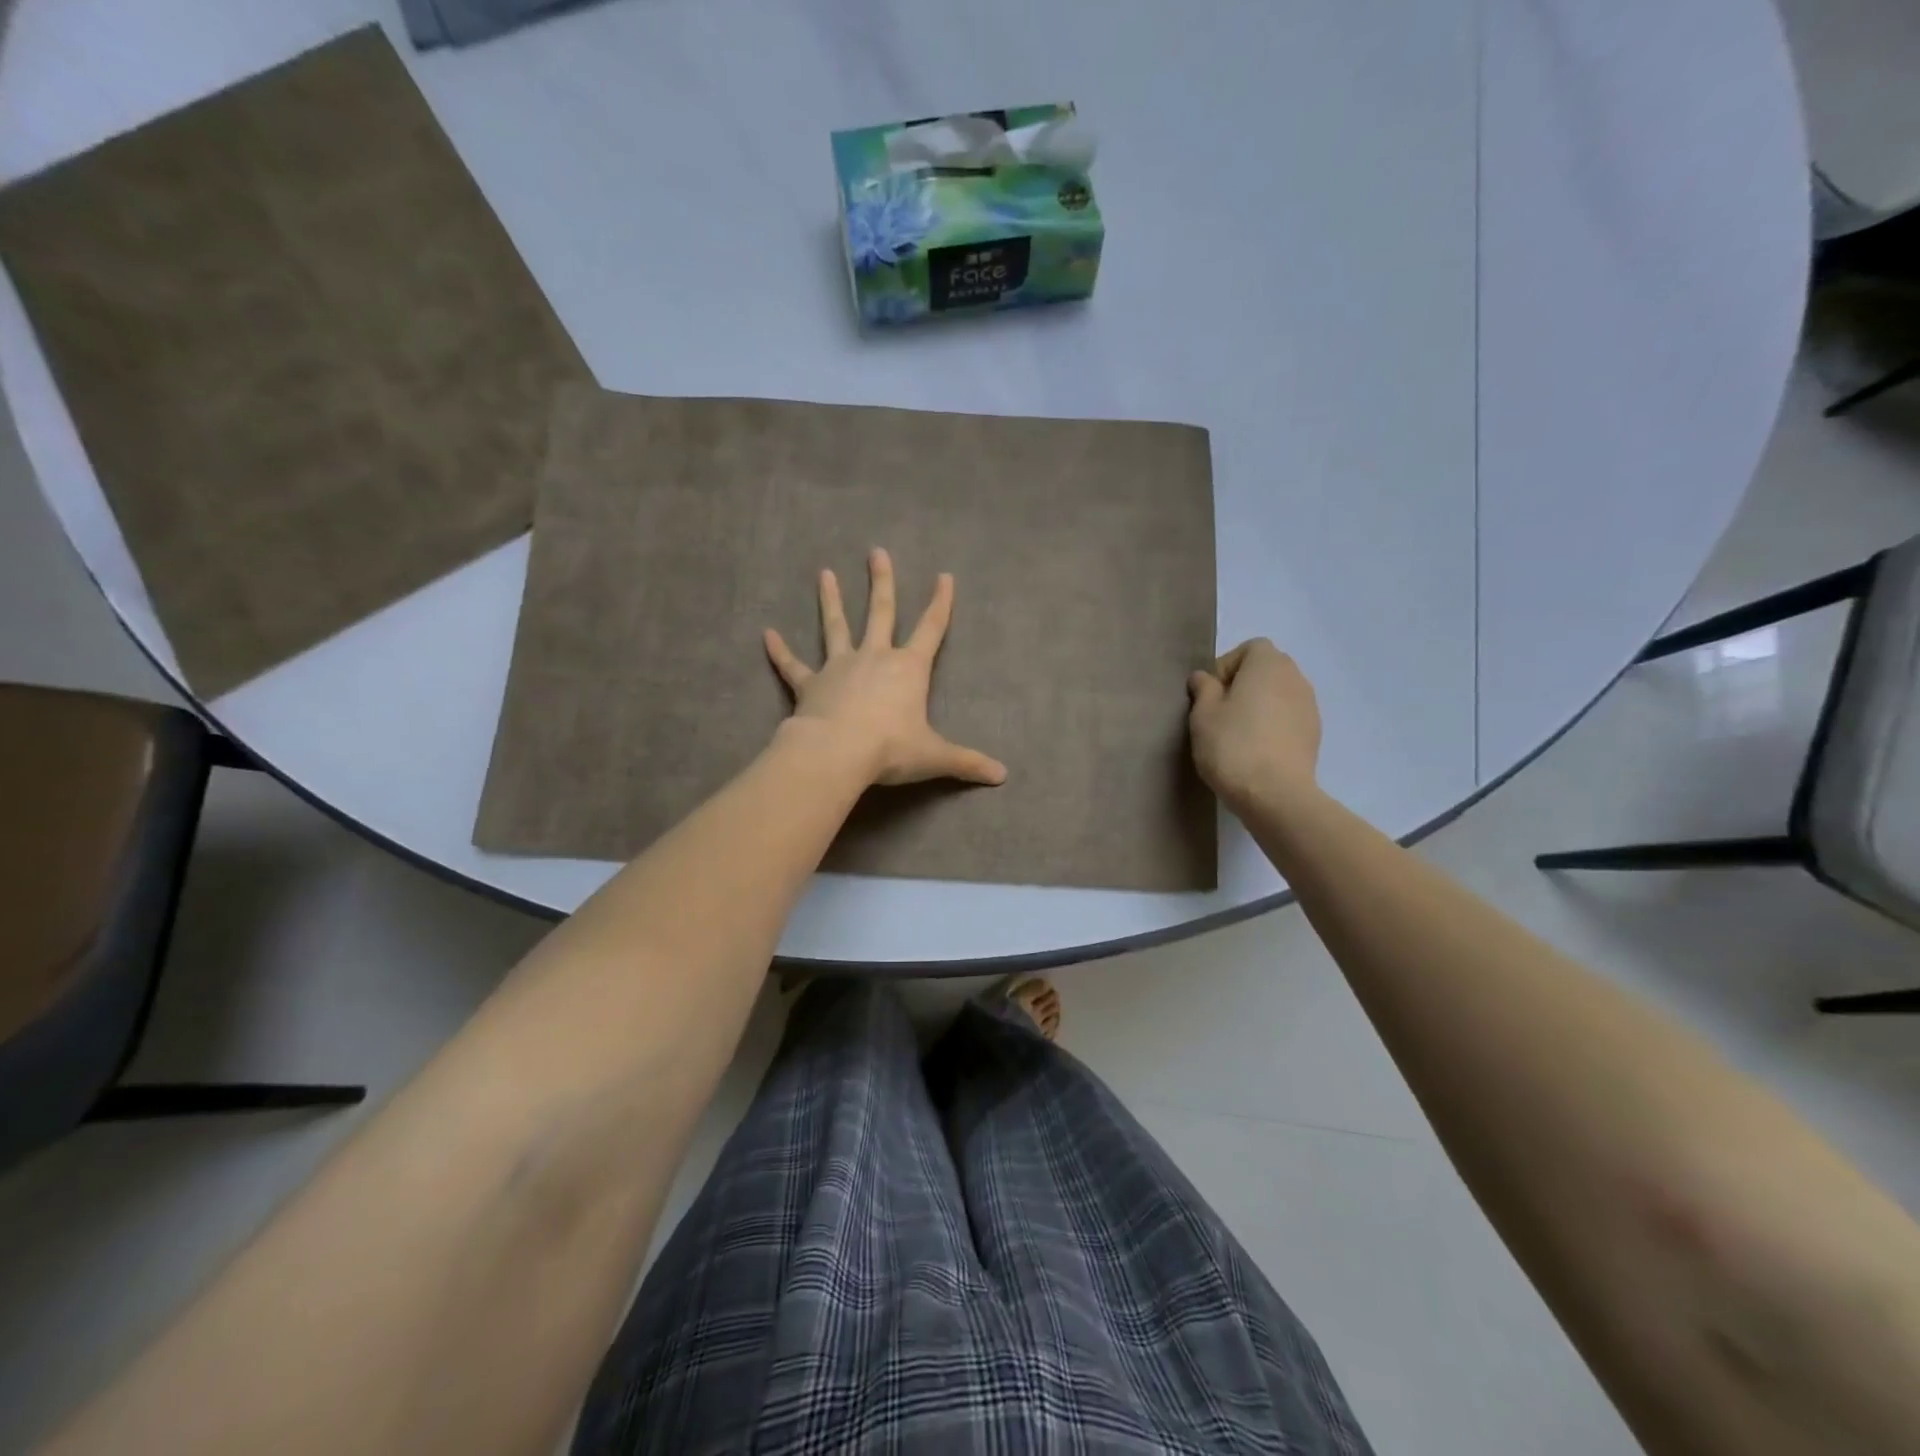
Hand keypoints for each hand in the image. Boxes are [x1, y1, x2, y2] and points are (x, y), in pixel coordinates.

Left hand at [765, 548, 1007, 788]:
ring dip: (829, 600)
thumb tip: (1002, 775)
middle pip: (880, 612)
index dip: (940, 603)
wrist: (837, 753)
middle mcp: (874, 658)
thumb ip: (967, 762)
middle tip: (876, 552)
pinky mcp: (810, 685)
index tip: (944, 576)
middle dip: (881, 582)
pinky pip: (793, 666)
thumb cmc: (891, 749)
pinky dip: (780, 651)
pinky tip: (767, 635)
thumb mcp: (935, 756)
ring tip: (824, 573)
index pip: (931, 629)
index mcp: (908, 669)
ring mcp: (839, 667)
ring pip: (835, 626)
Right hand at [1187, 639, 1320, 811]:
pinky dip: (1272, 726)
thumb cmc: (1232, 745)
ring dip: (1258, 707)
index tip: (1210, 695)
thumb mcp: (1203, 714)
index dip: (1226, 667)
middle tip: (1219, 715)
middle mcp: (1295, 678)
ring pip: (1277, 696)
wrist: (1275, 794)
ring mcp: (1309, 707)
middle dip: (1242, 686)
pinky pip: (1287, 719)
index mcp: (1269, 664)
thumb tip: (1204, 677)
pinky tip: (1255, 751)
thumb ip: (1203, 688)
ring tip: (1236, 736)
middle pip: (1265, 670)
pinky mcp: (1314, 734)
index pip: (1249, 649)